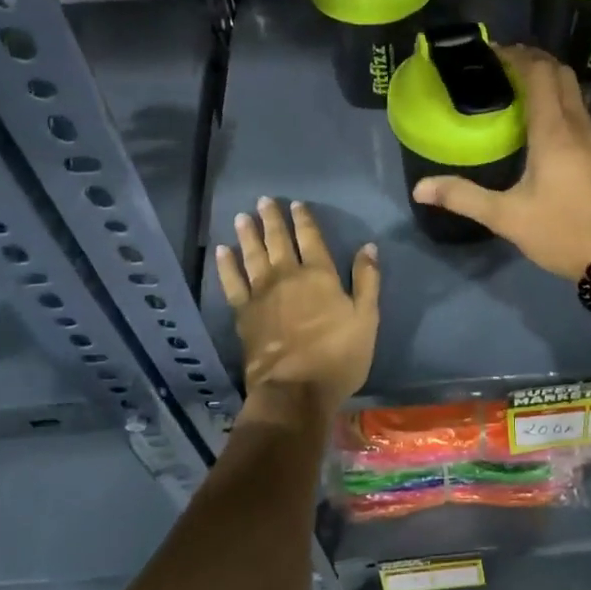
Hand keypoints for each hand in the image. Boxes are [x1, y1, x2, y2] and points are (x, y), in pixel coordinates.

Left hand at [216, 198, 379, 413]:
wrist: (295, 388)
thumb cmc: (338, 356)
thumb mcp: (366, 319)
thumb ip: (366, 281)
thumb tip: (368, 246)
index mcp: (320, 275)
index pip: (311, 238)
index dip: (304, 219)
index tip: (296, 204)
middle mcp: (288, 275)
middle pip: (278, 240)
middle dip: (272, 219)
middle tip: (263, 201)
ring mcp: (262, 292)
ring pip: (253, 254)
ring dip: (248, 234)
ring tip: (241, 217)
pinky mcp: (243, 312)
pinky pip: (232, 282)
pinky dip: (227, 265)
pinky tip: (222, 251)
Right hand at [411, 45, 590, 280]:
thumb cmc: (561, 232)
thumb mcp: (506, 217)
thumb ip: (463, 197)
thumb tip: (420, 189)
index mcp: (554, 132)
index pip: (539, 74)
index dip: (516, 56)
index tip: (491, 52)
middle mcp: (579, 125)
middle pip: (561, 73)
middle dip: (533, 60)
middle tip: (502, 64)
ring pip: (574, 91)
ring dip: (549, 79)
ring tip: (518, 88)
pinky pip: (580, 111)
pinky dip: (560, 101)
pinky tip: (543, 123)